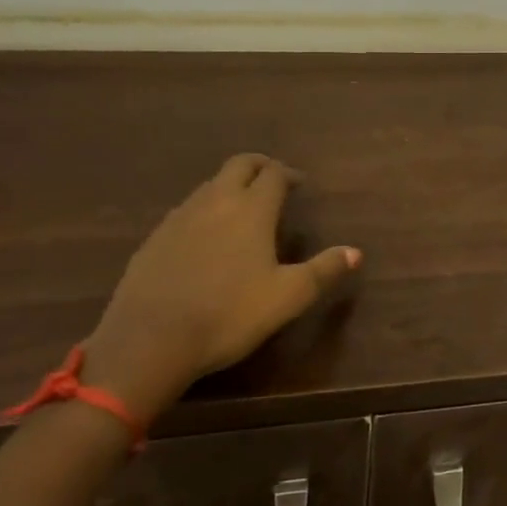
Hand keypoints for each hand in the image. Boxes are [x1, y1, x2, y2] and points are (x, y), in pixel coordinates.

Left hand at [81, 154, 360, 418]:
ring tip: (243, 209)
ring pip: (210, 186)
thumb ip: (323, 270)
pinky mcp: (155, 238)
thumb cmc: (230, 314)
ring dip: (230, 187)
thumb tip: (355, 252)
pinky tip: (206, 239)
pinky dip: (205, 210)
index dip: (289, 174)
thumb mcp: (288, 297)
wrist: (151, 339)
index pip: (273, 174)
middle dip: (259, 167)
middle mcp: (215, 202)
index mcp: (251, 209)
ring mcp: (179, 217)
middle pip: (238, 166)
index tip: (300, 185)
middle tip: (274, 181)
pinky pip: (187, 210)